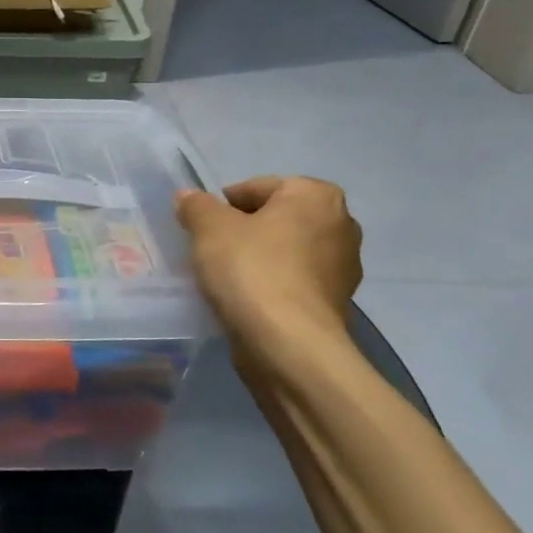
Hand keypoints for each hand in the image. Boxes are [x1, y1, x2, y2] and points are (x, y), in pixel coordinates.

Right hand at [176, 176, 362, 351]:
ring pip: (285, 252)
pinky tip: (245, 300)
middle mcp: (341, 225)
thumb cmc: (251, 270)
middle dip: (245, 231)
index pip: (258, 187)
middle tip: (211, 250)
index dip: (225, 205)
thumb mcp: (209, 227)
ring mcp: (343, 268)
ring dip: (258, 259)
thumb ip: (197, 206)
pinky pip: (293, 283)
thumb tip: (189, 198)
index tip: (203, 227)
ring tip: (224, 277)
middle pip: (275, 219)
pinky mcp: (336, 305)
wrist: (288, 344)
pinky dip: (271, 286)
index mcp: (316, 196)